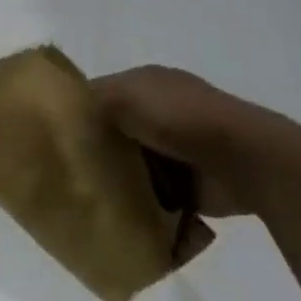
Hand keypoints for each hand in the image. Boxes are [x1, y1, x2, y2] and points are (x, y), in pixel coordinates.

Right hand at [90, 66, 300, 217]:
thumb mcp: (124, 96)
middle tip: (71, 175)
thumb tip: (70, 116)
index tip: (56, 139)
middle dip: (99, 154)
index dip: (78, 114)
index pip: (101, 95)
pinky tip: (125, 218)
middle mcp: (162, 111)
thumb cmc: (178, 118)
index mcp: (147, 83)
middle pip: (116, 134)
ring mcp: (179, 149)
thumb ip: (94, 101)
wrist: (244, 159)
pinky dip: (146, 208)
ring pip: (135, 168)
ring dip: (122, 184)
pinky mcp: (192, 186)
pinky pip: (158, 197)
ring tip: (94, 201)